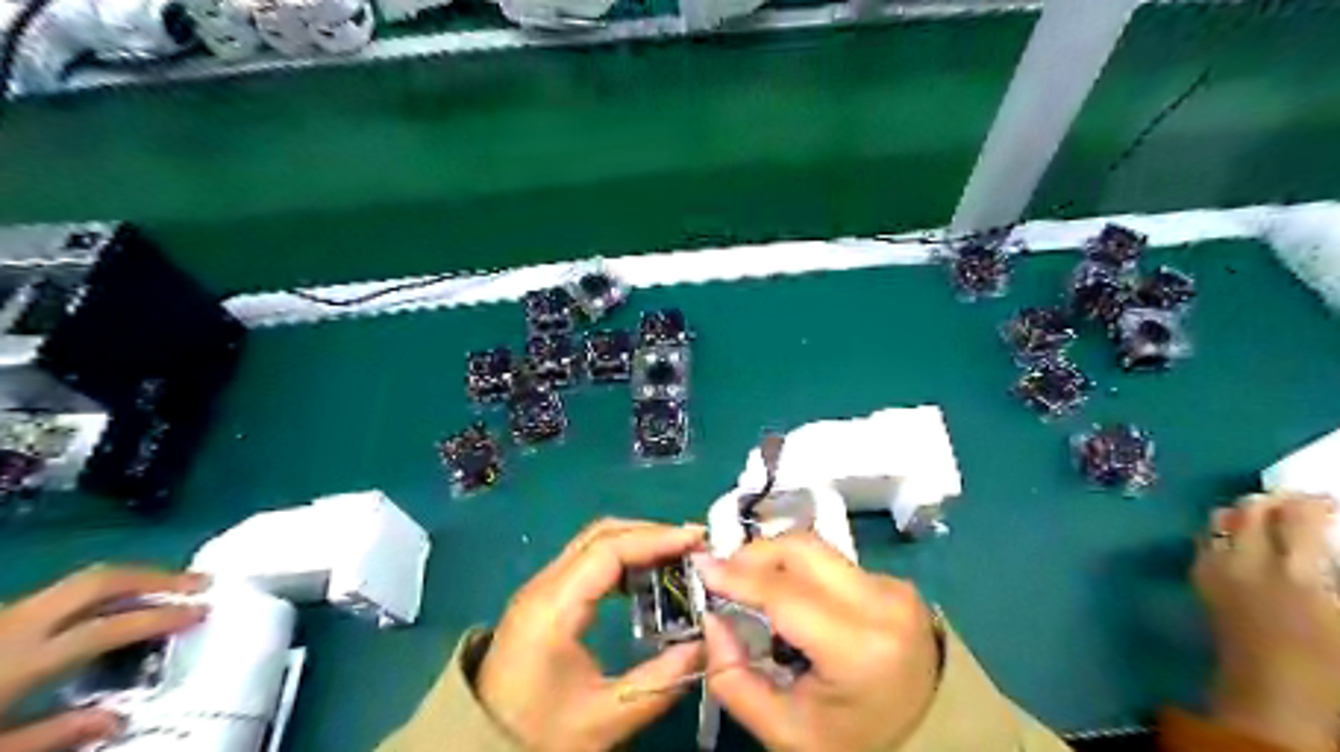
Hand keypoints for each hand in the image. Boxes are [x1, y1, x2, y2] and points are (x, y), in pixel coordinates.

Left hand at [1, 563, 203, 751]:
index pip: (111, 626)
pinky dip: (101, 594)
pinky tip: (116, 608)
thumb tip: (119, 718)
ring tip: (170, 588)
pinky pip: (59, 596)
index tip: (203, 612)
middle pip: (100, 580)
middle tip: (199, 583)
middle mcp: (16, 625)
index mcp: (21, 658)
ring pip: (80, 582)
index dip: (162, 616)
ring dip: (132, 581)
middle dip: (155, 578)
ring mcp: (2, 618)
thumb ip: (54, 735)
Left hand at [482, 519, 709, 750]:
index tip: (697, 542)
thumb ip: (663, 680)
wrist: (481, 747)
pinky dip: (622, 557)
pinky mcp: (544, 597)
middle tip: (694, 547)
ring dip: (638, 541)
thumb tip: (710, 644)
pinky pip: (588, 560)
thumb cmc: (540, 734)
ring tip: (679, 557)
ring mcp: (540, 588)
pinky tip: (647, 576)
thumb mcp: (607, 717)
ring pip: (594, 542)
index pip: (609, 550)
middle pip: (602, 535)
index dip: (656, 539)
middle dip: (652, 533)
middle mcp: (543, 585)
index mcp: (553, 608)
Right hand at [695, 536, 934, 751]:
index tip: (700, 565)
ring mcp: (894, 587)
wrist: (930, 740)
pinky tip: (788, 593)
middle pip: (803, 549)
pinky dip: (801, 569)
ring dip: (776, 557)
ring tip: (749, 582)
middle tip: (724, 573)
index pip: (785, 593)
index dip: (737, 575)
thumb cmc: (853, 743)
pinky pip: (834, 561)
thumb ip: (732, 677)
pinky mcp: (895, 583)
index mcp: (859, 648)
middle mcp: (882, 603)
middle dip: (755, 554)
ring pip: (818, 548)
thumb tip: (711, 617)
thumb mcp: (783, 730)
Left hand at [1198, 494, 1338, 751]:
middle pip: (1249, 510)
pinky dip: (1222, 532)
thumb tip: (1324, 553)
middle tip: (1296, 505)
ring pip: (1218, 520)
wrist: (1272, 698)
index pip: (1296, 517)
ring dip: (1243, 513)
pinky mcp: (1199, 581)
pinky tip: (1242, 543)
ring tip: (1267, 519)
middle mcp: (1246, 562)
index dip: (1311, 502)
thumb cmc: (1329, 667)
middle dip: (1273, 500)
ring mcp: (1215, 569)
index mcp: (1296, 574)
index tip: (1327, 501)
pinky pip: (1204, 541)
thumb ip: (1331, 574)